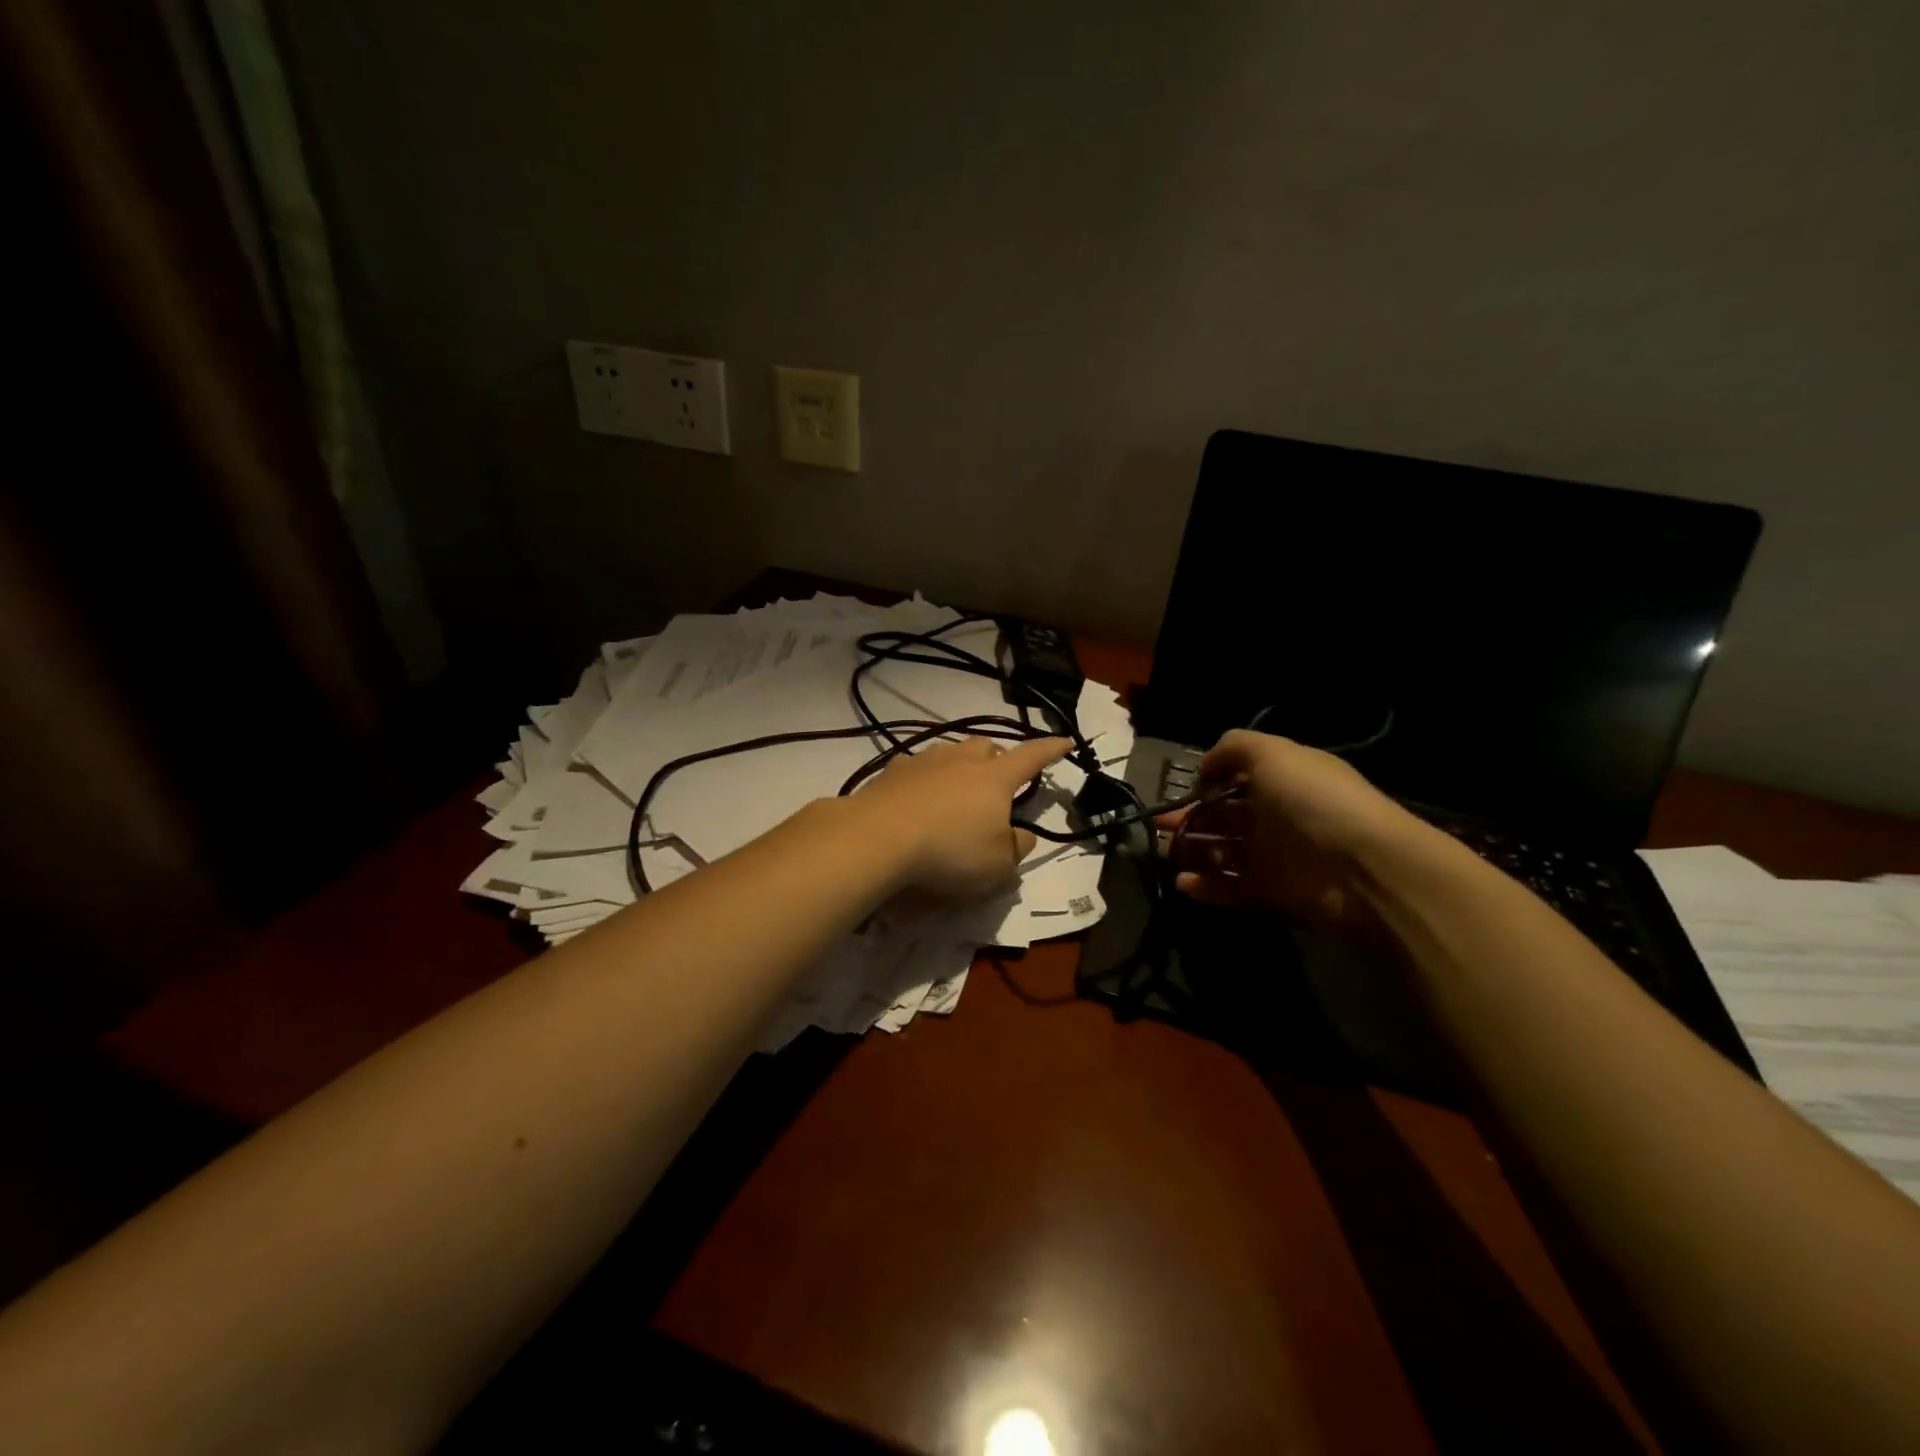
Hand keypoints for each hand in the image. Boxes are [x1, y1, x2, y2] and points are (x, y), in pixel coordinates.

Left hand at [853, 735, 1072, 899]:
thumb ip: (1017, 848)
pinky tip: (919, 798)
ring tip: (958, 788)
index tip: (1064, 742)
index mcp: (995, 778)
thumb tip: (1022, 835)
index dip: (1050, 750)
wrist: (878, 838)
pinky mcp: (891, 773)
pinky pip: (918, 767)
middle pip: (986, 745)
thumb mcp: (998, 865)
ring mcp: (924, 762)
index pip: (1031, 757)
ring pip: (950, 752)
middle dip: (998, 756)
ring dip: (960, 765)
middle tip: (999, 777)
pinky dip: (926, 779)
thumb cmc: (950, 851)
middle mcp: (961, 760)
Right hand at [1159, 729, 1419, 928]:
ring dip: (1192, 852)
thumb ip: (1232, 748)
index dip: (1206, 784)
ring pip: (1222, 852)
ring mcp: (1275, 856)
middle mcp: (1276, 815)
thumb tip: (1204, 769)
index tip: (1181, 792)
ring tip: (1166, 854)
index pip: (1235, 779)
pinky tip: (1183, 884)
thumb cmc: (1314, 801)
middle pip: (1223, 817)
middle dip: (1188, 820)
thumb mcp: (1273, 753)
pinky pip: (1231, 888)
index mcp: (1280, 779)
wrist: (1365, 868)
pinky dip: (1206, 887)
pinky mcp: (1273, 893)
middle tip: (1157, 828)